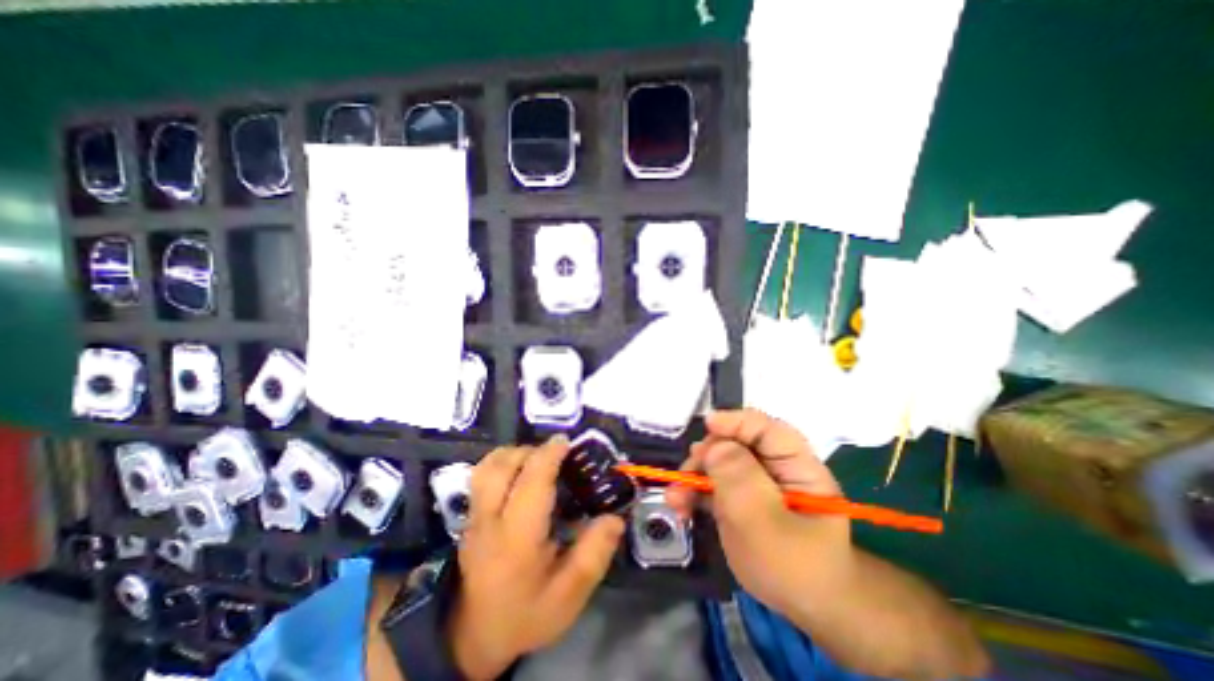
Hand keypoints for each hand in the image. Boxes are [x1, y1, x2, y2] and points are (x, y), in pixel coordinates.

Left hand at [444, 440, 624, 677]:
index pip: (531, 483)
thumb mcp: (569, 595)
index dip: (549, 456)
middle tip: (556, 455)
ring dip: (514, 453)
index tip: (566, 442)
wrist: (475, 636)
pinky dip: (502, 462)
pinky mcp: (470, 516)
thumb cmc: (526, 612)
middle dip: (532, 451)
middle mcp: (490, 520)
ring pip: (487, 466)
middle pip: (503, 466)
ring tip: (537, 459)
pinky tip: (519, 471)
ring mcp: (474, 516)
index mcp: (517, 538)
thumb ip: (594, 554)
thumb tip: (615, 517)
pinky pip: (481, 475)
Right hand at [674, 409, 850, 617]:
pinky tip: (679, 507)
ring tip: (675, 499)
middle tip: (686, 476)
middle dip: (706, 456)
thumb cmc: (795, 569)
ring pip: (718, 463)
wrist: (806, 612)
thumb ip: (740, 480)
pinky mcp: (739, 499)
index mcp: (796, 466)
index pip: (767, 429)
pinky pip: (712, 485)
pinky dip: (693, 493)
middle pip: (735, 444)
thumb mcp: (767, 524)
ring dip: (693, 477)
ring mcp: (755, 484)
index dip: (736, 421)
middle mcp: (774, 468)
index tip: (706, 425)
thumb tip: (713, 445)